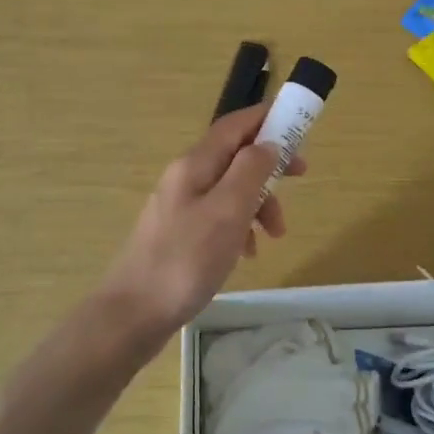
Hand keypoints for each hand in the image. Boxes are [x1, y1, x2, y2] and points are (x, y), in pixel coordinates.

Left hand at [96, 104, 301, 347]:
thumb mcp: (227, 212)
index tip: (299, 125)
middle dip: (269, 167)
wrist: (133, 314)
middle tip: (300, 179)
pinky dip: (239, 227)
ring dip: (258, 203)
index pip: (234, 125)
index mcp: (194, 165)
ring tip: (274, 236)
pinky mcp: (178, 235)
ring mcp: (179, 207)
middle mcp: (184, 178)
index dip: (266, 119)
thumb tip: (268, 143)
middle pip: (235, 157)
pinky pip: (218, 218)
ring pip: (229, 190)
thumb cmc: (185, 260)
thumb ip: (250, 171)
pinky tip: (246, 254)